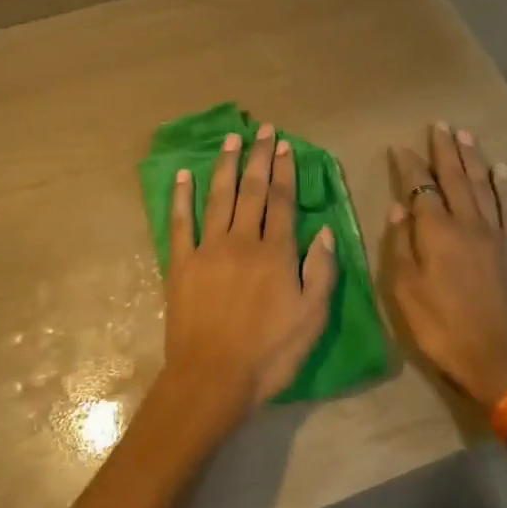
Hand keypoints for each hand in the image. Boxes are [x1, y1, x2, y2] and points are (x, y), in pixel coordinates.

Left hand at [161, 124, 337, 427]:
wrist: (212, 378)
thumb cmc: (269, 354)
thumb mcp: (312, 319)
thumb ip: (321, 272)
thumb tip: (326, 231)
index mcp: (276, 253)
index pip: (282, 202)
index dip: (284, 171)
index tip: (284, 145)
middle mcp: (242, 241)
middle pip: (252, 191)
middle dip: (258, 157)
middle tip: (262, 129)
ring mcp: (208, 249)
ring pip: (219, 197)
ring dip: (225, 165)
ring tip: (230, 138)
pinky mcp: (181, 263)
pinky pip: (180, 223)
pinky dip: (181, 198)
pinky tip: (183, 176)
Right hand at [383, 124, 506, 410]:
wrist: (498, 359)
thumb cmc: (442, 327)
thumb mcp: (405, 291)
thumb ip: (400, 245)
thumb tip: (399, 207)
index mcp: (436, 232)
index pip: (419, 188)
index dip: (409, 166)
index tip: (400, 147)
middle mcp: (467, 223)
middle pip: (454, 178)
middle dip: (444, 150)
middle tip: (440, 125)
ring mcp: (496, 234)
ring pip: (483, 185)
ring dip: (473, 158)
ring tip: (466, 135)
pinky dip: (506, 187)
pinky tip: (502, 171)